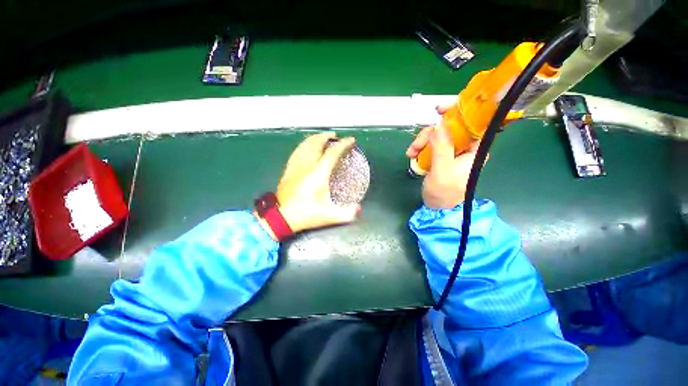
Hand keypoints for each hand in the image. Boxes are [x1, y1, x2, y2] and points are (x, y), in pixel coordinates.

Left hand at [265, 132, 361, 235]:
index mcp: (318, 174)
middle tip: (335, 136)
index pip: (332, 153)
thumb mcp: (329, 216)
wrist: (281, 218)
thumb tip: (359, 209)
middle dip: (327, 136)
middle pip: (316, 143)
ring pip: (305, 145)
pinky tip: (306, 147)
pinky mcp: (288, 170)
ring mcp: (295, 167)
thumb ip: (346, 213)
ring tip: (322, 137)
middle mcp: (306, 166)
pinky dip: (304, 145)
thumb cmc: (305, 215)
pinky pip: (297, 152)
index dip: (343, 145)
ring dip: (315, 138)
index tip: (351, 140)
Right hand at [406, 107, 480, 209]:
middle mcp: (465, 147)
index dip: (458, 111)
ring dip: (421, 142)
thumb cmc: (444, 192)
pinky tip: (412, 155)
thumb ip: (442, 146)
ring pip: (437, 136)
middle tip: (415, 146)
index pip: (472, 122)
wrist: (438, 208)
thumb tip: (439, 124)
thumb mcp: (442, 169)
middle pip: (449, 128)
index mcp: (474, 149)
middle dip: (429, 134)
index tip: (440, 110)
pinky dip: (420, 147)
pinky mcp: (442, 156)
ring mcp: (452, 151)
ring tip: (411, 154)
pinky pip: (431, 144)